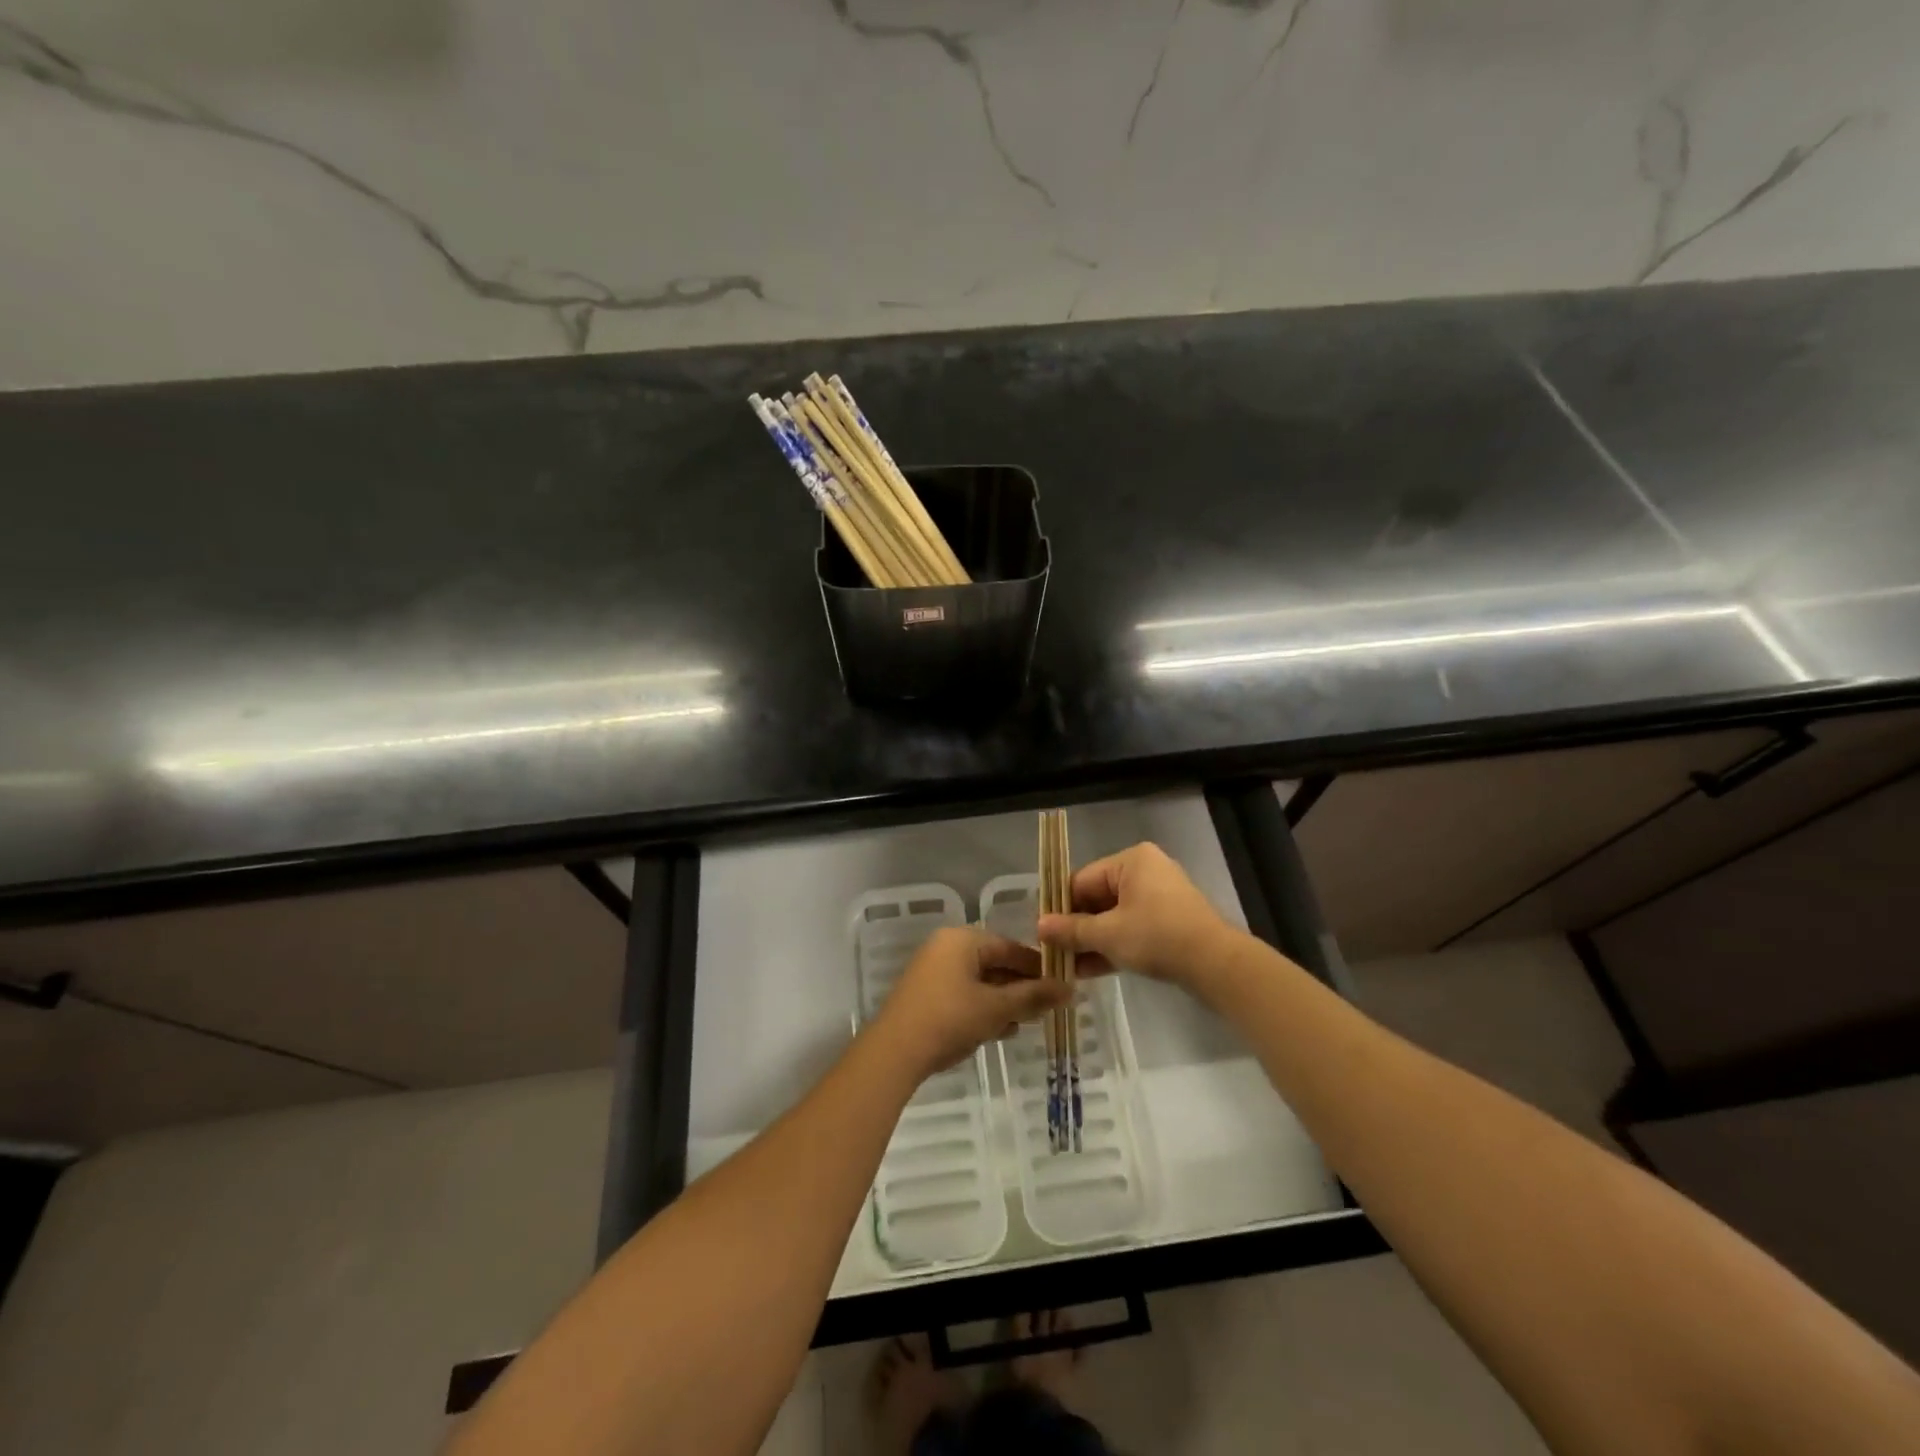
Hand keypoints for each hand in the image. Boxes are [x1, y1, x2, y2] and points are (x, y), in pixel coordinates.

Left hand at [874, 927, 1069, 1081]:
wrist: (894, 1052)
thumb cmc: (949, 1019)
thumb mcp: (996, 1009)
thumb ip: (1033, 996)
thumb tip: (1069, 988)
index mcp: (962, 939)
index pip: (1010, 947)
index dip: (1038, 967)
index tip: (1061, 986)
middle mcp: (945, 947)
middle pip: (994, 962)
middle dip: (1020, 986)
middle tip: (1045, 1007)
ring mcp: (932, 970)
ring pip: (979, 980)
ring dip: (1003, 1000)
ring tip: (1024, 1022)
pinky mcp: (925, 994)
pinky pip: (963, 992)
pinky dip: (982, 1007)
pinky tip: (998, 1029)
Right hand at [1036, 841, 1236, 988]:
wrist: (1216, 964)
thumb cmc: (1157, 937)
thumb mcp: (1108, 934)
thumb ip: (1071, 929)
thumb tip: (1039, 926)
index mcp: (1130, 860)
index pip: (1081, 880)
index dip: (1059, 907)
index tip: (1042, 932)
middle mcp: (1145, 871)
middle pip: (1097, 898)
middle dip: (1076, 928)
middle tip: (1053, 953)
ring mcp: (1159, 897)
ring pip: (1114, 917)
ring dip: (1091, 941)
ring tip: (1067, 968)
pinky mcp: (1169, 921)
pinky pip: (1132, 928)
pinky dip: (1113, 946)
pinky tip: (1090, 971)